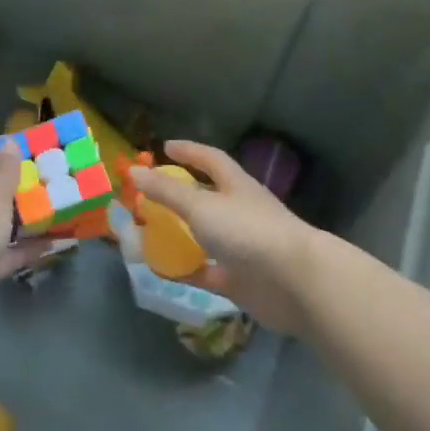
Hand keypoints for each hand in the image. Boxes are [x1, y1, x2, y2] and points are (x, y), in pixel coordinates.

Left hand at [0, 139, 54, 287]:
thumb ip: (5, 172)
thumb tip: (9, 143)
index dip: (6, 147)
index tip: (32, 145)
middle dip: (17, 184)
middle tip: (49, 179)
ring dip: (23, 216)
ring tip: (53, 210)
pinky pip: (5, 250)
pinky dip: (24, 246)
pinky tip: (50, 244)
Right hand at [130, 140, 320, 334]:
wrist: (294, 283)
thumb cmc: (247, 232)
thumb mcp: (201, 206)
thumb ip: (167, 191)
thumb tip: (134, 171)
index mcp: (236, 185)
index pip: (210, 159)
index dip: (188, 151)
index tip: (165, 147)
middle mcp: (239, 212)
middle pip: (205, 198)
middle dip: (177, 197)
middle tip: (146, 198)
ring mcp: (241, 247)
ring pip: (204, 236)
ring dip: (178, 235)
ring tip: (147, 235)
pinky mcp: (240, 280)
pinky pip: (206, 271)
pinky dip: (185, 269)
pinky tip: (161, 272)